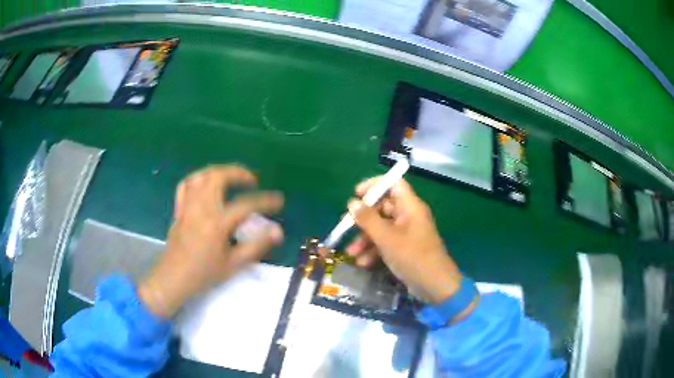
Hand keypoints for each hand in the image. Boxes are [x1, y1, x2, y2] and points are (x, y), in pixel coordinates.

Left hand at [139, 165, 283, 317]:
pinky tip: (206, 184)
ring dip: (219, 172)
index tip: (279, 200)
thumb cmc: (204, 274)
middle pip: (218, 177)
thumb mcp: (234, 264)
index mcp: (217, 223)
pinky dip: (198, 179)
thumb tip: (278, 231)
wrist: (173, 278)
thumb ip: (256, 246)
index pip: (246, 205)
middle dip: (238, 173)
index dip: (265, 201)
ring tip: (231, 178)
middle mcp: (201, 209)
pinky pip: (186, 185)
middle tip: (251, 180)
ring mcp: (188, 206)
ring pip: (201, 176)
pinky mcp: (179, 209)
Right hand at [346, 178, 465, 306]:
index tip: (356, 194)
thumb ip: (368, 219)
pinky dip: (374, 250)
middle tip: (346, 226)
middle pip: (383, 207)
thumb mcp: (386, 238)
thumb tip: (352, 203)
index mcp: (410, 206)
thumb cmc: (412, 256)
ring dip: (365, 238)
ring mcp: (407, 233)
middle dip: (364, 218)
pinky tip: (362, 263)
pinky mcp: (404, 248)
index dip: (375, 185)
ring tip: (351, 252)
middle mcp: (409, 216)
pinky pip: (386, 242)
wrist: (434, 285)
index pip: (393, 184)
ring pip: (382, 227)